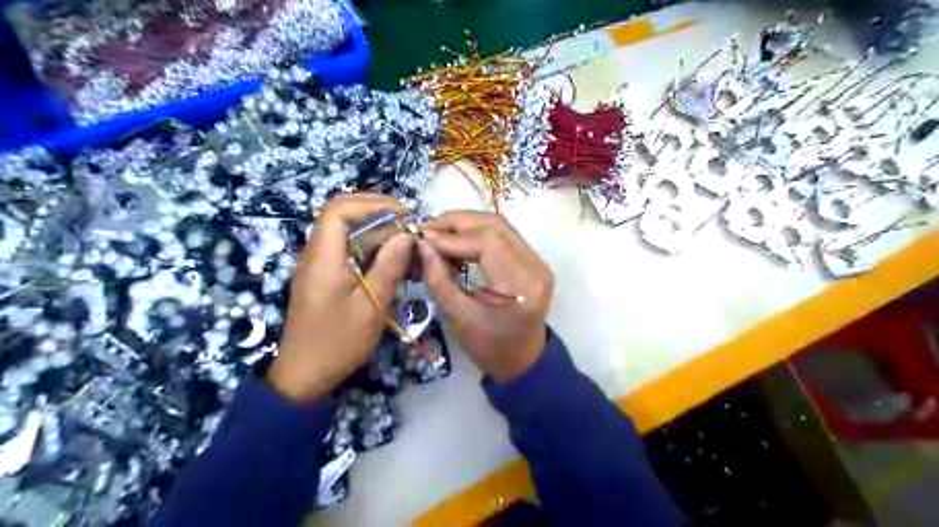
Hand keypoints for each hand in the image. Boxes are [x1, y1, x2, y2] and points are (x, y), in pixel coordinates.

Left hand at [273, 195, 417, 400]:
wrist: (305, 374)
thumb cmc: (339, 343)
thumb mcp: (372, 307)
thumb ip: (389, 267)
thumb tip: (407, 235)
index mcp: (323, 257)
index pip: (339, 209)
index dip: (373, 204)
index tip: (404, 216)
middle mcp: (315, 253)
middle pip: (340, 213)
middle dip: (376, 211)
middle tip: (407, 225)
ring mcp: (317, 263)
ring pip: (343, 229)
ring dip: (374, 227)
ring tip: (403, 240)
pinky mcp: (322, 274)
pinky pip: (344, 246)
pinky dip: (368, 244)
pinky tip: (388, 258)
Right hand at [417, 209, 551, 381]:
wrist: (522, 360)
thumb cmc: (490, 347)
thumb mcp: (459, 318)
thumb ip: (439, 279)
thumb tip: (422, 244)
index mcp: (521, 285)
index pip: (488, 242)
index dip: (452, 236)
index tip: (423, 238)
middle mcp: (536, 266)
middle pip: (495, 226)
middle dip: (457, 222)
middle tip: (426, 228)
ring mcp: (538, 261)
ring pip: (500, 226)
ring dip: (466, 223)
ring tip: (437, 231)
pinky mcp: (533, 261)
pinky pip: (504, 235)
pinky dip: (477, 232)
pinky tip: (456, 239)